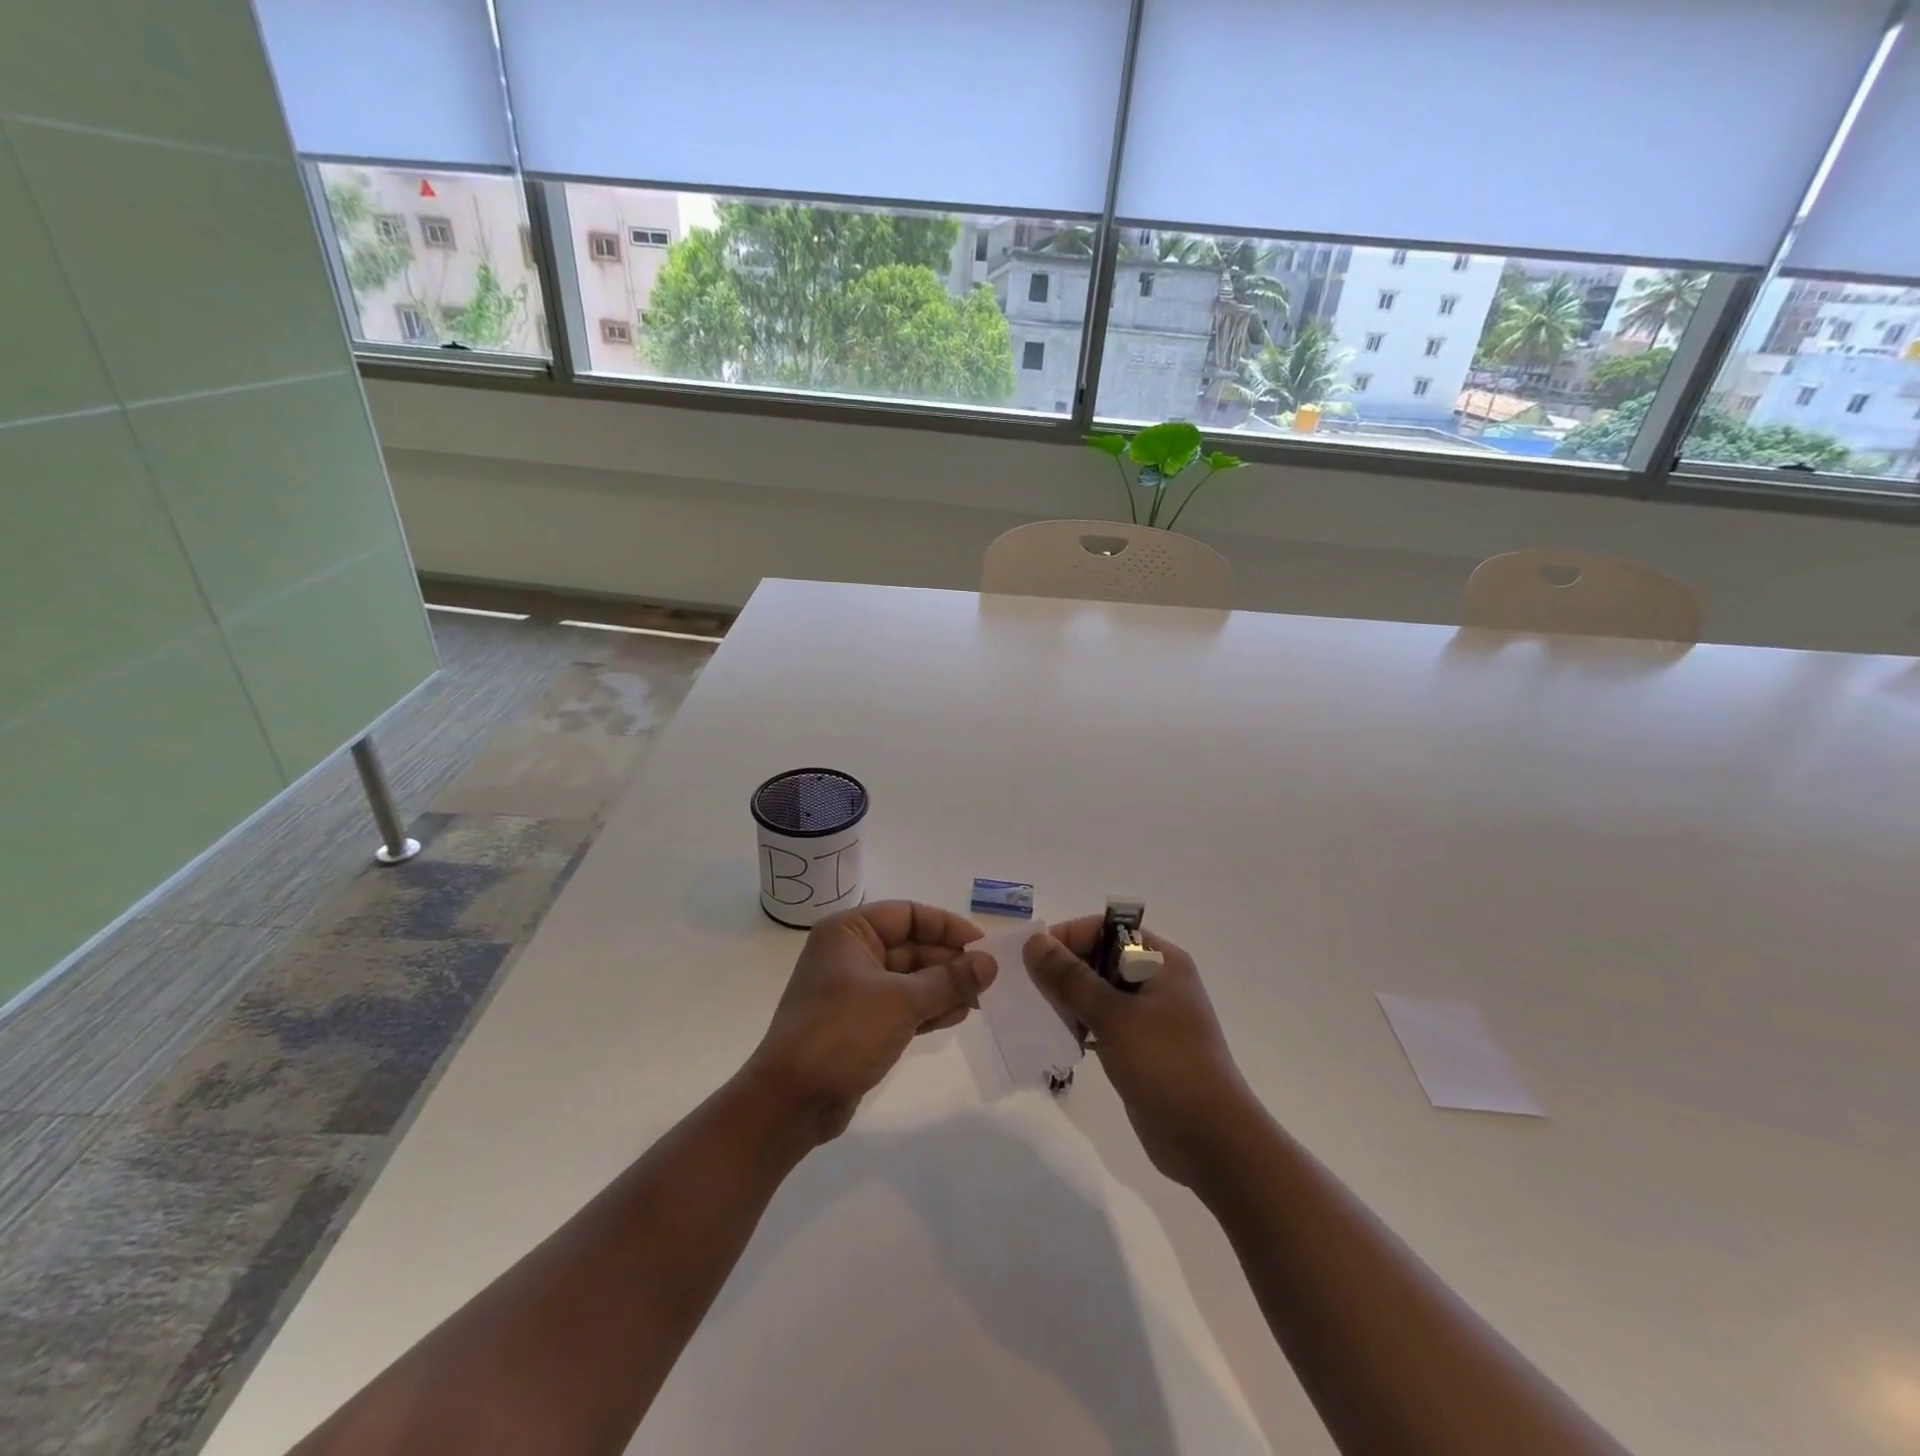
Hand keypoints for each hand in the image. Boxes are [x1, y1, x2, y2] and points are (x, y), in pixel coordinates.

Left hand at [746, 901, 996, 1145]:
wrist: (790, 1101)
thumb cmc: (842, 1033)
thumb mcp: (902, 1001)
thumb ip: (949, 980)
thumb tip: (990, 962)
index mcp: (849, 932)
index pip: (907, 914)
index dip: (946, 926)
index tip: (982, 945)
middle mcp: (850, 954)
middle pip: (911, 946)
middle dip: (948, 962)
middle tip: (986, 980)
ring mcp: (854, 990)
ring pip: (910, 978)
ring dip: (942, 987)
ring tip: (976, 1003)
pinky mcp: (860, 1023)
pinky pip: (902, 1005)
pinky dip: (928, 1009)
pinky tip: (956, 1016)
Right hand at [1024, 918, 1249, 1186]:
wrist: (1211, 1143)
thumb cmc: (1167, 1066)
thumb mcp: (1114, 1016)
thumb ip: (1071, 978)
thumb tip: (1034, 941)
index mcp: (1160, 960)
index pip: (1105, 929)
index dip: (1068, 938)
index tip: (1032, 961)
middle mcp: (1155, 979)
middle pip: (1098, 958)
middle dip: (1063, 971)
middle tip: (1030, 992)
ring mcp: (1148, 1015)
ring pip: (1096, 992)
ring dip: (1068, 1001)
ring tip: (1040, 1018)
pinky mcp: (1139, 1046)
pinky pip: (1101, 1022)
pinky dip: (1079, 1026)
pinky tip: (1059, 1041)